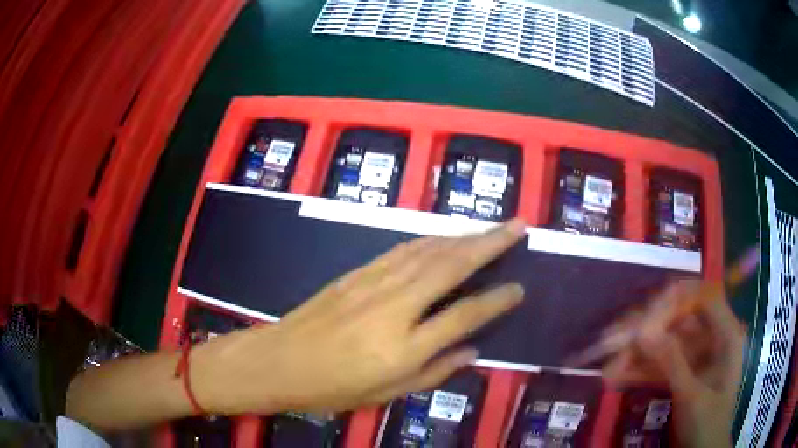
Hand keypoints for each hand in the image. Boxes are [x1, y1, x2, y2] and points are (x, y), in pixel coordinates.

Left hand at [193, 219, 526, 414]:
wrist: (279, 360)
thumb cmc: (332, 388)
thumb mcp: (386, 393)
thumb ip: (435, 372)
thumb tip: (473, 351)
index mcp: (404, 347)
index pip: (464, 316)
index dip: (495, 301)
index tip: (519, 288)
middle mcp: (394, 307)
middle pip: (451, 266)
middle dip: (490, 242)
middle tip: (518, 226)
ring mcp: (373, 284)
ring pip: (429, 250)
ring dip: (463, 236)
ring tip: (490, 229)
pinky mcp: (357, 273)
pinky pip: (403, 250)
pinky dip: (431, 240)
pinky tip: (445, 237)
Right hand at [602, 280, 744, 447]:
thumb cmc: (707, 424)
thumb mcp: (692, 396)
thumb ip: (672, 362)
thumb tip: (644, 331)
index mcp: (725, 334)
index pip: (702, 298)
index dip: (675, 300)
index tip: (645, 317)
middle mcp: (710, 338)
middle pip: (677, 319)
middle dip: (646, 330)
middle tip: (612, 339)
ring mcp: (694, 356)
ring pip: (664, 343)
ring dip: (636, 353)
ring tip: (607, 365)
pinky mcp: (680, 372)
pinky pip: (659, 364)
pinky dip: (638, 371)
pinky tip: (615, 378)